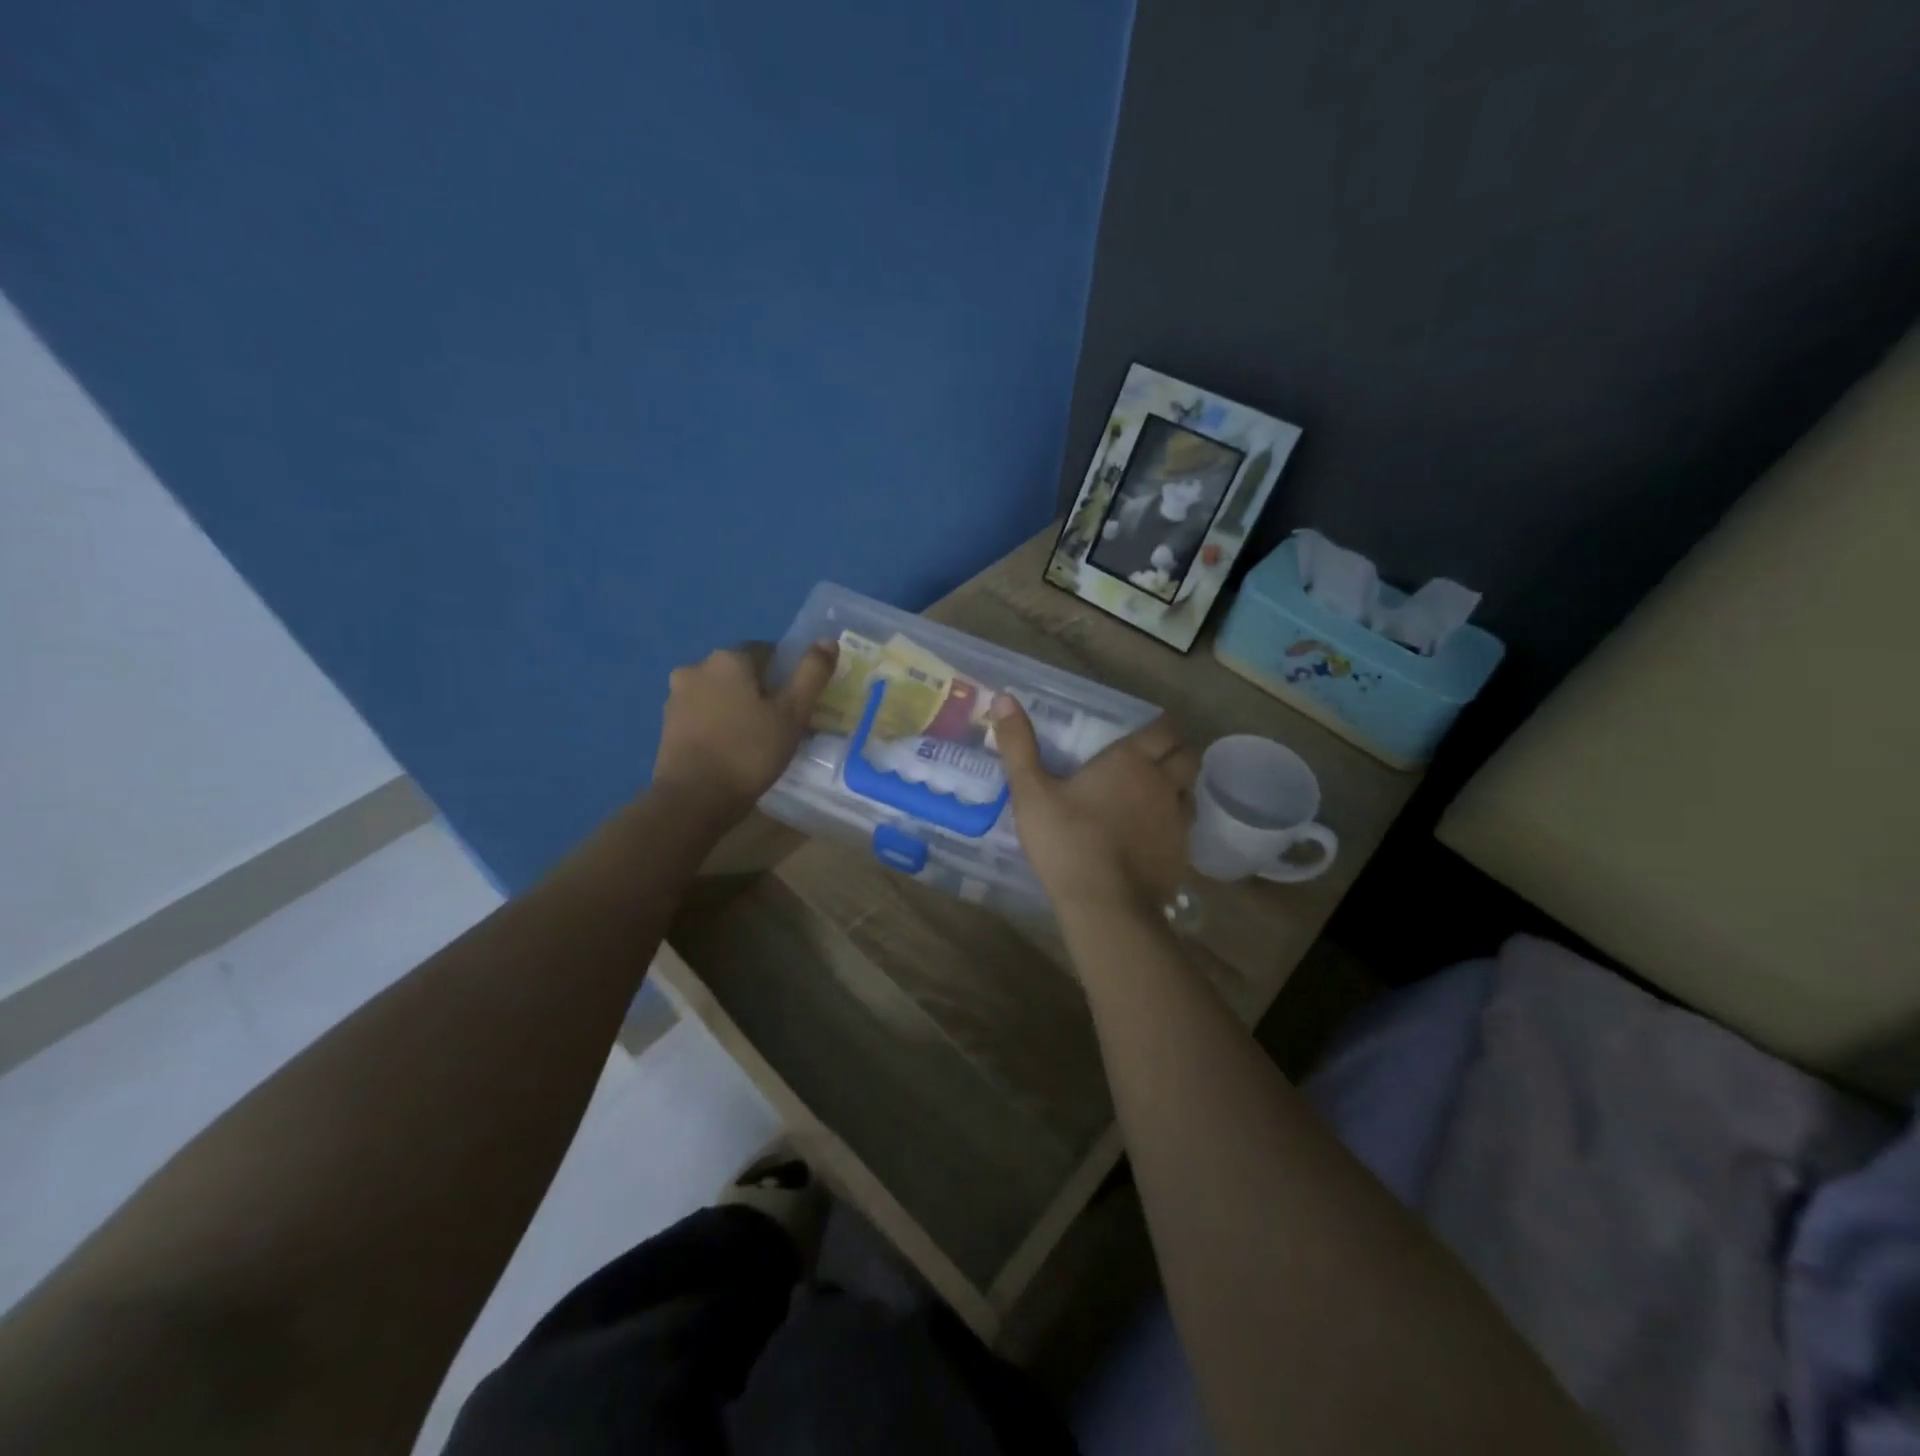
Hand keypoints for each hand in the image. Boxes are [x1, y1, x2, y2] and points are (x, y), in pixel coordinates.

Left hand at [653, 640, 837, 819]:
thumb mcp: (793, 713)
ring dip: (737, 706)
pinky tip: (731, 748)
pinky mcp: (667, 723)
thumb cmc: (750, 751)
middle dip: (761, 691)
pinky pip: (703, 713)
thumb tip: (827, 640)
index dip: (787, 676)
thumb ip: (812, 673)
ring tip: (755, 739)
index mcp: (729, 658)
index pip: (769, 652)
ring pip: (720, 692)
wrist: (694, 798)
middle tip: (780, 724)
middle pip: (742, 672)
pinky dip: (718, 723)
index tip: (796, 705)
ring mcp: (677, 695)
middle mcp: (697, 666)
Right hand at [991, 694, 1197, 914]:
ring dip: (1177, 789)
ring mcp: (1177, 821)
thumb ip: (1018, 746)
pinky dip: (1173, 825)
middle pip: (1188, 757)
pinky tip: (1151, 838)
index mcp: (1131, 761)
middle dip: (1175, 753)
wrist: (1105, 904)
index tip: (1146, 731)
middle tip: (1151, 761)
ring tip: (1153, 798)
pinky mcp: (1182, 854)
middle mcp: (1162, 783)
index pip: (1164, 729)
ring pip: (1190, 793)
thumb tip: (1004, 697)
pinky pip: (1185, 829)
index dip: (1159, 727)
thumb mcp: (1031, 792)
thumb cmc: (1066, 841)